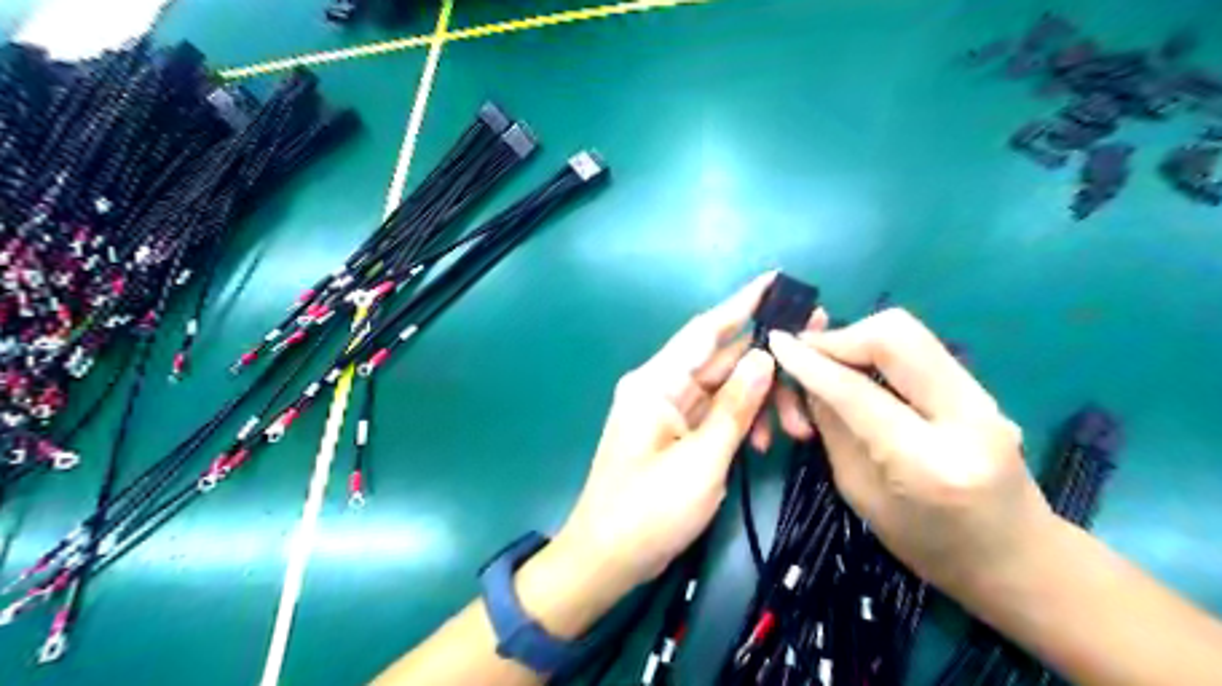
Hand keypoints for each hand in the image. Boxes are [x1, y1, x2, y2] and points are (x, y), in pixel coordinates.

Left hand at [553, 274, 797, 594]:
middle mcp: (661, 386)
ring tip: (796, 427)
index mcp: (656, 382)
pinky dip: (742, 420)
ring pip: (724, 388)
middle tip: (816, 354)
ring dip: (760, 400)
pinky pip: (716, 413)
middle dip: (767, 361)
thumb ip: (736, 406)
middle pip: (721, 359)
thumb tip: (765, 357)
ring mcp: (668, 410)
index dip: (742, 302)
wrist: (606, 559)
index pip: (705, 330)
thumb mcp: (702, 460)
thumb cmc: (648, 511)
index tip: (776, 279)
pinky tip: (764, 441)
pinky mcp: (676, 432)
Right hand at [767, 307, 1054, 596]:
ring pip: (909, 333)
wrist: (1017, 560)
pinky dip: (878, 351)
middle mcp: (967, 419)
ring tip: (828, 364)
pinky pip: (919, 350)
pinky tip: (858, 371)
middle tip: (807, 353)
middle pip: (895, 335)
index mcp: (927, 463)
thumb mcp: (859, 493)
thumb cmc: (927, 546)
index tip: (776, 341)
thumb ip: (833, 427)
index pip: (857, 391)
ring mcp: (985, 398)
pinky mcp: (983, 389)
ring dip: (857, 340)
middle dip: (840, 336)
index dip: (810, 361)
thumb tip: (804, 375)